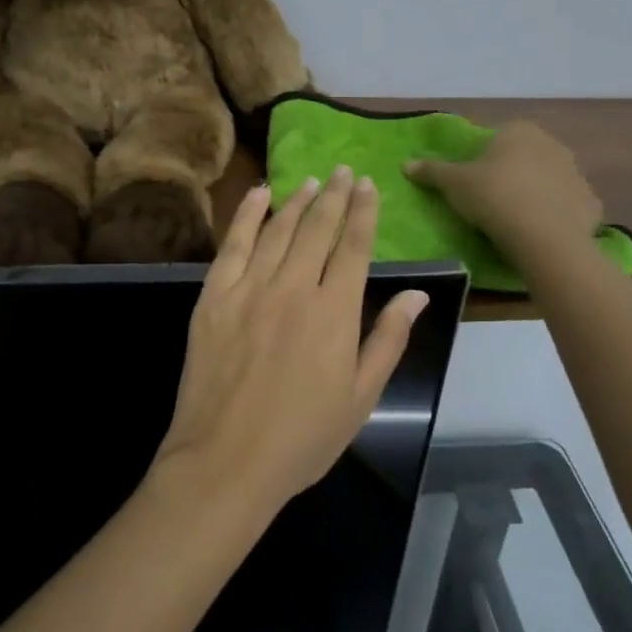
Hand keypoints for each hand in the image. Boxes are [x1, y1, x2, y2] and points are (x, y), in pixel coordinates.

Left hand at [156, 166, 428, 508]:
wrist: (226, 460)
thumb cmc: (302, 437)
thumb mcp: (361, 397)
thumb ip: (388, 339)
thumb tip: (417, 294)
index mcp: (335, 312)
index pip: (354, 247)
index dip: (363, 212)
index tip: (368, 185)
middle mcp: (294, 288)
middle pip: (317, 229)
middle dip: (334, 196)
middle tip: (343, 171)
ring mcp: (249, 288)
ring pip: (278, 230)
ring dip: (297, 202)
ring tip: (311, 182)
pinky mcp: (213, 297)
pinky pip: (233, 244)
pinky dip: (247, 215)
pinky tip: (258, 195)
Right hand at [405, 121, 602, 266]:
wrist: (543, 236)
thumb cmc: (494, 197)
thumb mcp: (453, 183)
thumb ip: (431, 171)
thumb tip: (405, 164)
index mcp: (519, 131)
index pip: (498, 139)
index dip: (484, 159)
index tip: (474, 182)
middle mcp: (552, 144)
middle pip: (525, 158)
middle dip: (512, 175)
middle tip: (491, 202)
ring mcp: (576, 174)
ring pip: (549, 182)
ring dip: (535, 195)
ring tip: (515, 222)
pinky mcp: (591, 204)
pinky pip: (567, 207)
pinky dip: (556, 216)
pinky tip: (540, 234)